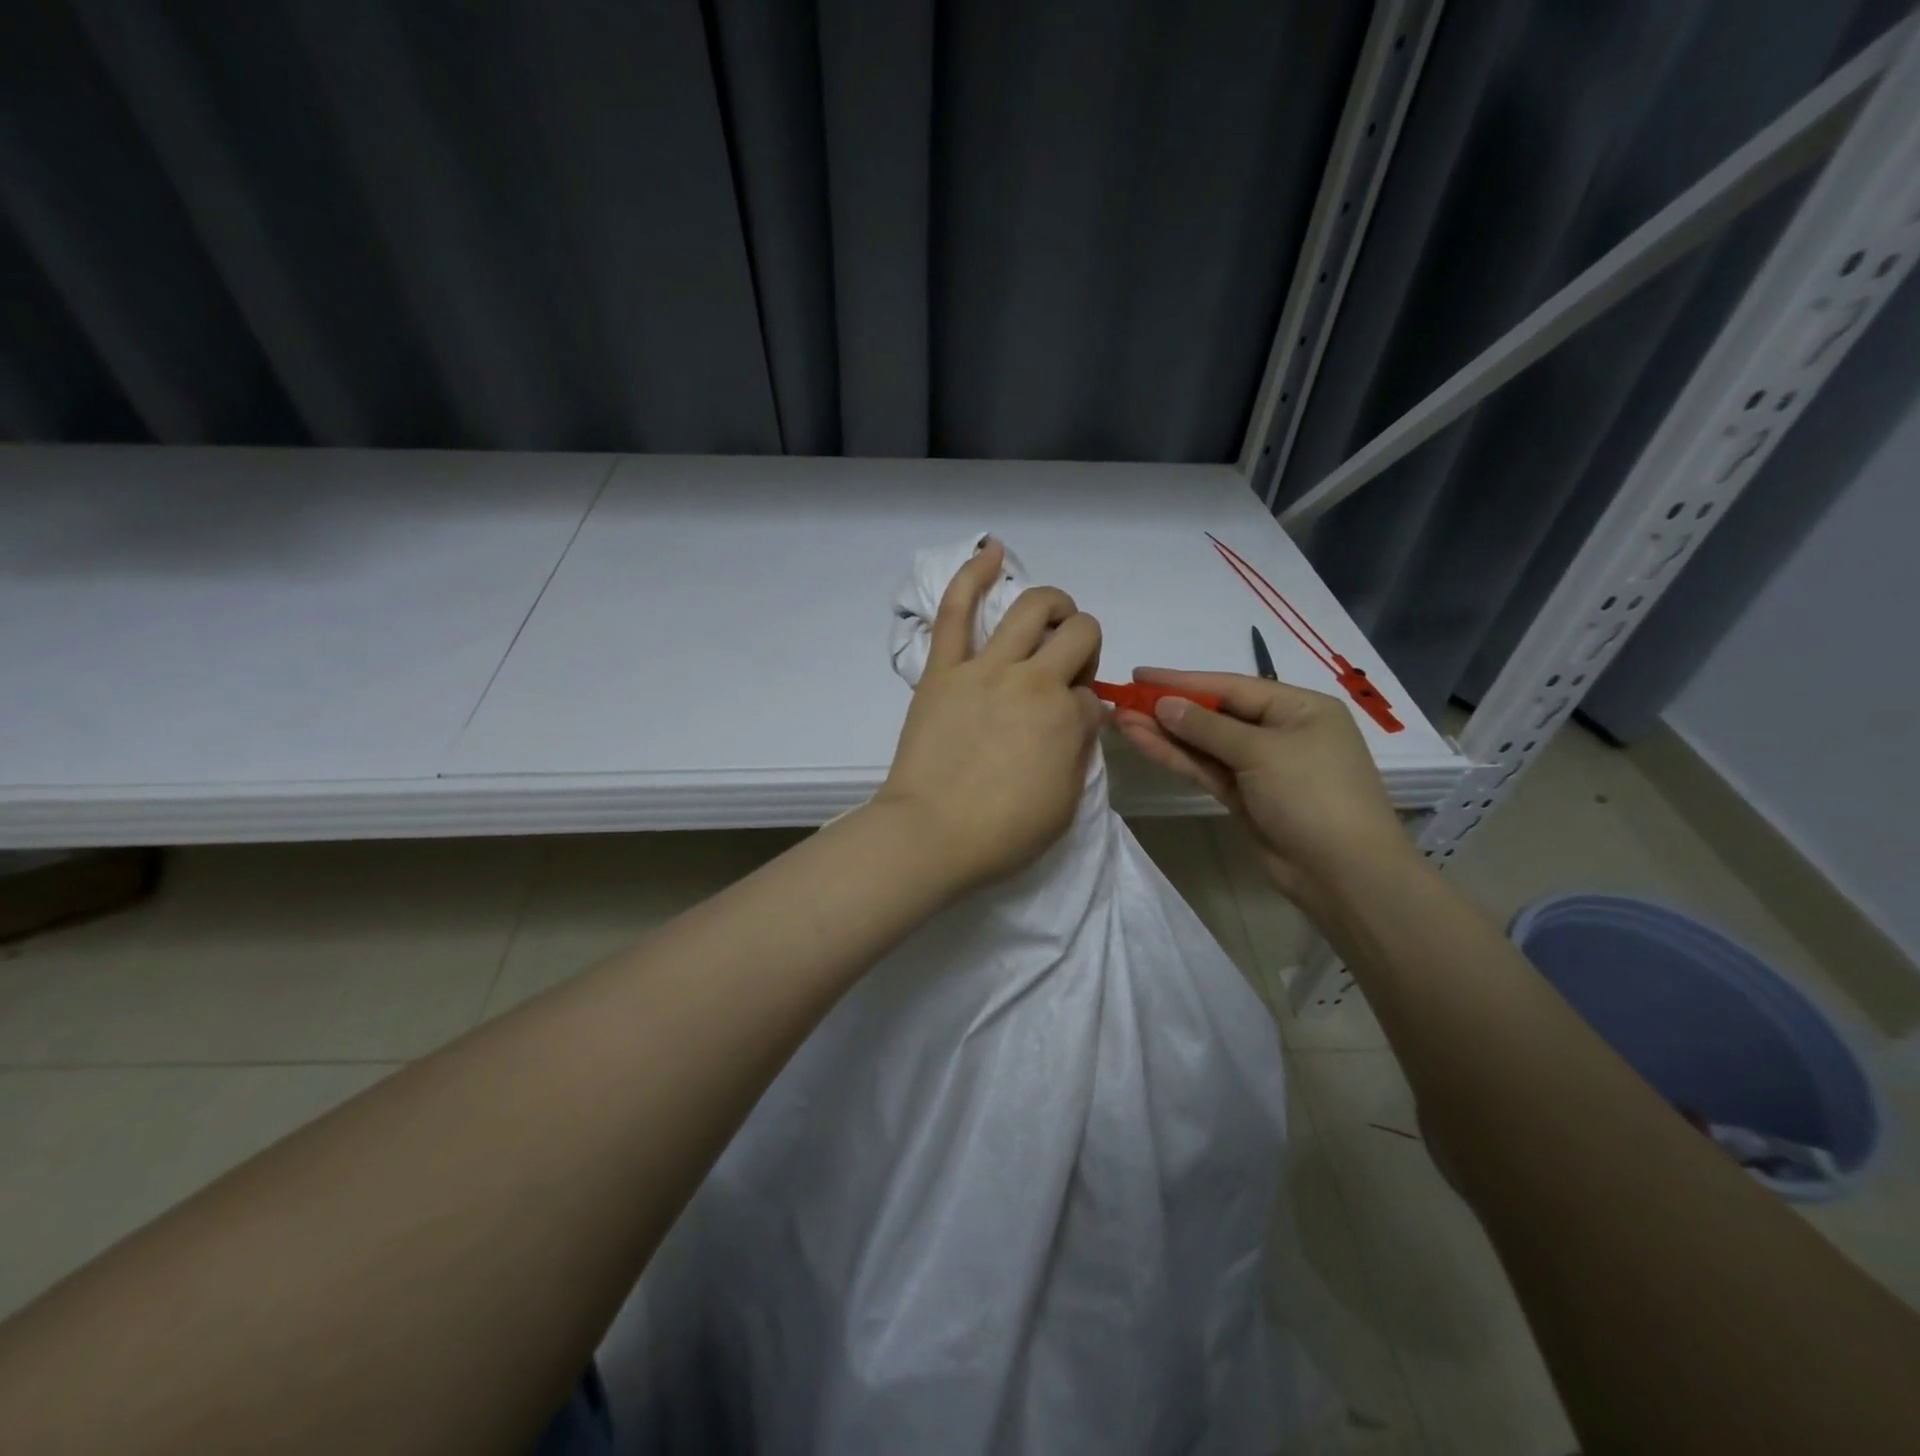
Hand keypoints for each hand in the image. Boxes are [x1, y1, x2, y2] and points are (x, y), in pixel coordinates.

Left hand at [875, 540, 1103, 894]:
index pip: (1089, 692)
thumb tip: (1081, 712)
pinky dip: (973, 574)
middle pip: (1078, 633)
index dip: (1083, 705)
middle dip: (1083, 643)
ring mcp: (985, 668)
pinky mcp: (943, 668)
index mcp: (1067, 718)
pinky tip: (991, 551)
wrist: (930, 834)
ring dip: (1053, 604)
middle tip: (1066, 668)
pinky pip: (957, 610)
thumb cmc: (1002, 832)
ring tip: (1051, 615)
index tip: (1066, 724)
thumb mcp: (1065, 802)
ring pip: (1031, 607)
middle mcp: (1034, 681)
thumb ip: (1080, 749)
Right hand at [1111, 668, 1415, 908]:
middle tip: (1122, 699)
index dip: (1183, 680)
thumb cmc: (1314, 795)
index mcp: (1300, 708)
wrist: (1344, 874)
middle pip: (1215, 713)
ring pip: (1204, 743)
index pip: (1231, 686)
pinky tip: (1143, 741)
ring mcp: (1260, 767)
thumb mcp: (1262, 752)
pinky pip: (1205, 769)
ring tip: (1119, 719)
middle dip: (1168, 707)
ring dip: (1164, 732)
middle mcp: (1280, 731)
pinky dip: (1176, 756)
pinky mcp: (1244, 797)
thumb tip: (1164, 704)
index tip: (1140, 674)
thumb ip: (1208, 726)